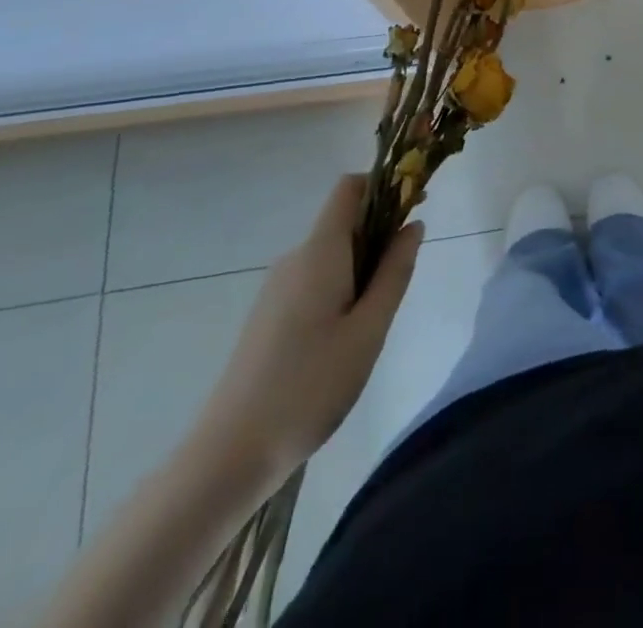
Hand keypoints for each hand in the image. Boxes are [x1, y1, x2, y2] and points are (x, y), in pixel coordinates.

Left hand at [192, 175, 422, 490]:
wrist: (228, 457)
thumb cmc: (310, 386)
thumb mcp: (369, 329)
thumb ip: (395, 272)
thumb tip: (413, 225)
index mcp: (319, 252)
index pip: (350, 189)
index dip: (384, 186)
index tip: (414, 210)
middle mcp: (295, 259)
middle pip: (345, 222)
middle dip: (380, 238)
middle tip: (397, 289)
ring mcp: (277, 288)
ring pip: (333, 256)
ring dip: (362, 270)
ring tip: (370, 326)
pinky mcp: (269, 315)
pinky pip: (316, 281)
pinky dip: (341, 290)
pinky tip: (342, 342)